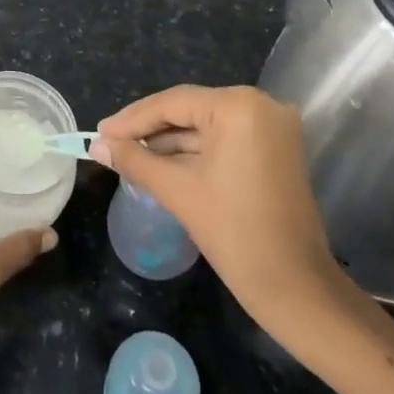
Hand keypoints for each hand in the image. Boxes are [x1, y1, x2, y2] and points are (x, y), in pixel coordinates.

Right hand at [92, 85, 353, 352]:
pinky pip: (224, 140)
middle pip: (190, 109)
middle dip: (149, 128)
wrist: (297, 290)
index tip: (99, 132)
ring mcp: (272, 127)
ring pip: (205, 125)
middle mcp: (261, 105)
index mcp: (240, 107)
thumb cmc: (236, 234)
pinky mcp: (275, 149)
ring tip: (127, 153)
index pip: (174, 102)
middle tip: (109, 142)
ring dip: (168, 140)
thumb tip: (96, 146)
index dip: (132, 118)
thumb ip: (134, 160)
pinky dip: (193, 151)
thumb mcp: (177, 191)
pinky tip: (160, 161)